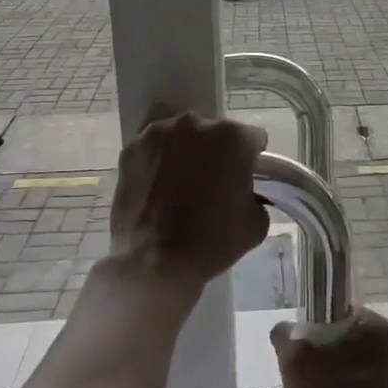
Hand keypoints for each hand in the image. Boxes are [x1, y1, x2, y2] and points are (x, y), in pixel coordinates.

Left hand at [109, 111, 268, 298]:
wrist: (153, 262)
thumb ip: (256, 195)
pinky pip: (155, 149)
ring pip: (183, 137)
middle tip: (213, 183)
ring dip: (187, 152)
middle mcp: (196, 124)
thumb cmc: (212, 242)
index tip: (245, 178)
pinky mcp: (131, 148)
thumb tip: (245, 192)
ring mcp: (159, 133)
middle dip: (218, 152)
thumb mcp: (256, 223)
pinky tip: (158, 187)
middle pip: (216, 133)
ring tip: (181, 185)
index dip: (252, 159)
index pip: (253, 138)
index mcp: (233, 137)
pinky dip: (159, 161)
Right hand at [271, 310, 387, 387]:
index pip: (336, 311)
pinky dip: (344, 383)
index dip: (313, 327)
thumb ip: (286, 334)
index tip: (301, 350)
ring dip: (332, 367)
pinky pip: (359, 376)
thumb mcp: (294, 362)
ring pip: (351, 355)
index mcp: (378, 326)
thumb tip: (286, 329)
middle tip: (304, 372)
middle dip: (323, 348)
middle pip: (344, 333)